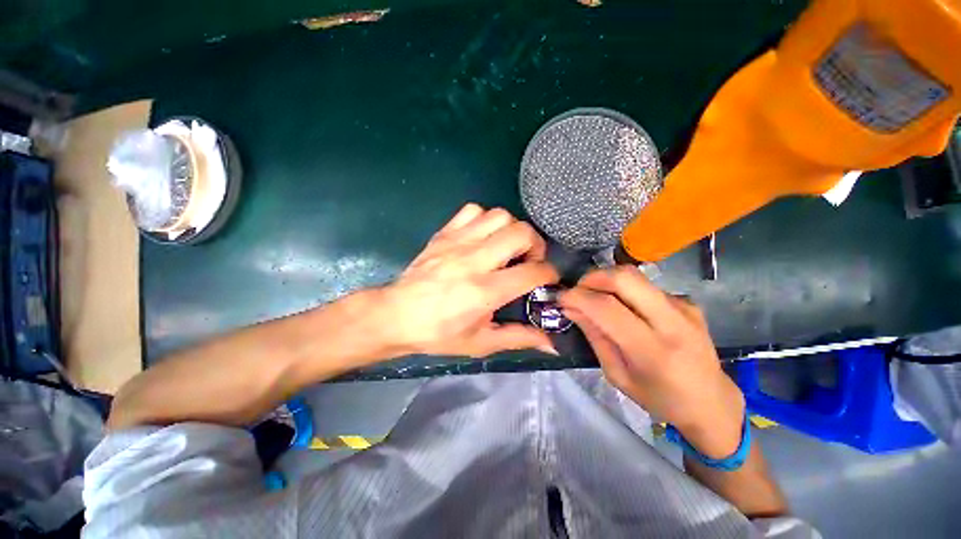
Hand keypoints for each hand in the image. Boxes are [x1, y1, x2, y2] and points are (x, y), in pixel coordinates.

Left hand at [376, 203, 558, 357]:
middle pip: (521, 233)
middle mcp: (474, 260)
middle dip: (535, 245)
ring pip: (500, 216)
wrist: (396, 316)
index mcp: (484, 291)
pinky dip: (485, 220)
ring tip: (506, 248)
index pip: (532, 272)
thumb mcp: (482, 343)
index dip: (549, 274)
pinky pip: (473, 211)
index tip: (547, 280)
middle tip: (528, 260)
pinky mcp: (444, 233)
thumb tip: (552, 345)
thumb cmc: (439, 333)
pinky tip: (482, 237)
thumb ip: (519, 338)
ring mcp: (457, 242)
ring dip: (511, 230)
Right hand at [559, 267, 745, 457]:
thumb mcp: (617, 375)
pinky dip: (625, 291)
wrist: (712, 403)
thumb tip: (571, 309)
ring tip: (595, 298)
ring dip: (607, 281)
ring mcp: (684, 307)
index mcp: (653, 351)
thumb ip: (595, 337)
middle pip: (625, 277)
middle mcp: (673, 322)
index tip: (561, 298)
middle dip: (592, 278)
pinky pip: (646, 286)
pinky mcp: (688, 302)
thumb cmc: (660, 399)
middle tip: (578, 291)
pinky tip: (625, 308)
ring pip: (635, 276)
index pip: (607, 308)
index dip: (578, 297)